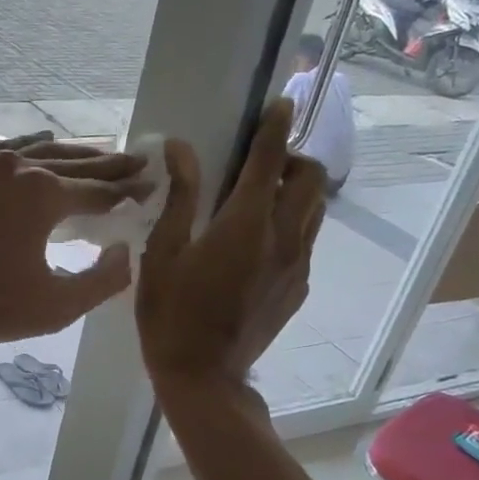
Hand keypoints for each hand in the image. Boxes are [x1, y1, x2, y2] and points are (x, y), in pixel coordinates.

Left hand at [0, 134, 143, 358]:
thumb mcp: (57, 306)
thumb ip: (104, 280)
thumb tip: (126, 252)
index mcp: (41, 192)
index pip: (99, 190)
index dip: (129, 192)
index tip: (153, 187)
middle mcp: (13, 166)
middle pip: (72, 162)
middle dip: (108, 165)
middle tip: (136, 163)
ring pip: (35, 150)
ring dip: (69, 154)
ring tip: (96, 155)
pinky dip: (19, 148)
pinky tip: (28, 149)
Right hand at [136, 97, 329, 394]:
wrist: (204, 376)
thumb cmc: (171, 314)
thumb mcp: (162, 253)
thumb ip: (179, 197)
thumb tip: (180, 148)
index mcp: (246, 224)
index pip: (270, 159)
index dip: (274, 126)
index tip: (279, 103)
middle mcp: (283, 238)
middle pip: (311, 178)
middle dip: (292, 159)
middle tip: (260, 165)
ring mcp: (297, 264)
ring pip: (316, 209)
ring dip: (296, 191)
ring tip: (261, 199)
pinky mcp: (298, 287)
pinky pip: (306, 240)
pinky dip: (292, 224)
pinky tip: (258, 243)